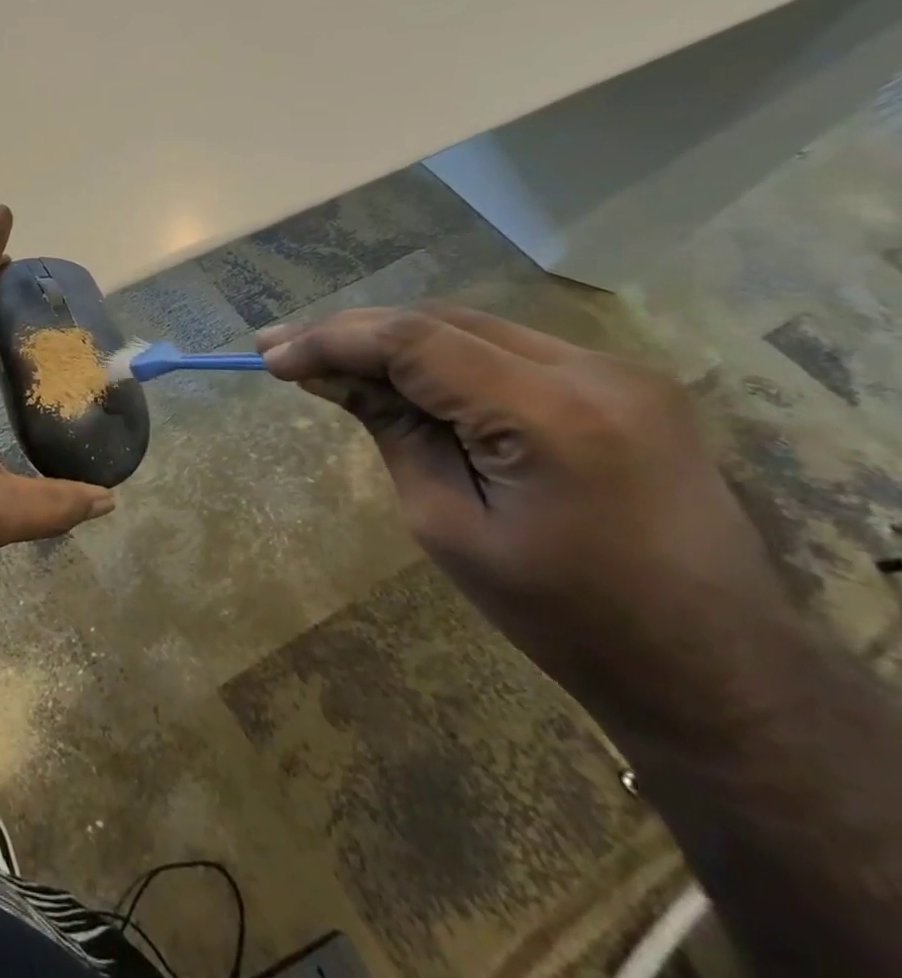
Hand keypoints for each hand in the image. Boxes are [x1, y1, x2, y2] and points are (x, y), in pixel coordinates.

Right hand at [259, 305, 797, 741]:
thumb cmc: (565, 617)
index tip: (270, 358)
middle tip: (281, 349)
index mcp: (552, 414)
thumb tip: (328, 375)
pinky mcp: (621, 382)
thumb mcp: (447, 524)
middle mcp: (592, 370)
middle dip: (352, 332)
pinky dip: (439, 354)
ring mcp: (616, 370)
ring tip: (325, 358)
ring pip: (468, 325)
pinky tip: (398, 374)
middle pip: (438, 320)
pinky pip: (504, 347)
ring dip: (391, 339)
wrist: (716, 668)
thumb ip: (391, 430)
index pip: (413, 341)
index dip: (331, 340)